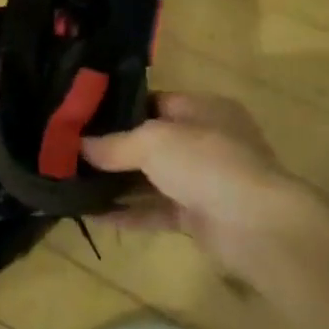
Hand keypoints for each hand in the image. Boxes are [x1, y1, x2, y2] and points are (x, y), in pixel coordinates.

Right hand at [82, 92, 319, 264]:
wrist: (258, 227)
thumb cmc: (207, 163)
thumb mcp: (152, 141)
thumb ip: (113, 144)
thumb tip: (78, 146)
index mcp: (203, 109)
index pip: (154, 101)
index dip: (118, 109)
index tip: (81, 117)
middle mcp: (206, 141)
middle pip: (151, 142)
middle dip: (113, 149)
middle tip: (70, 152)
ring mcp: (204, 181)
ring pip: (152, 178)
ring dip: (117, 183)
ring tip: (74, 182)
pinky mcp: (200, 217)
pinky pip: (156, 210)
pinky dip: (129, 213)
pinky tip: (94, 214)